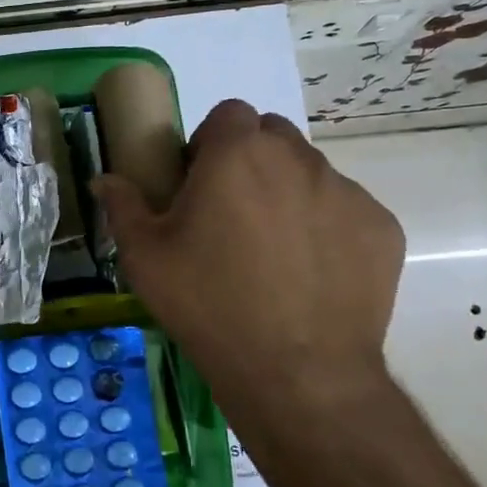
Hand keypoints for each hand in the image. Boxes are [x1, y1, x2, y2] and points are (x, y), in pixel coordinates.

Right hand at [95, 100, 404, 424]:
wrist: (296, 373)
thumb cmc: (208, 305)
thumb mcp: (145, 258)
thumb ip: (123, 207)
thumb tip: (104, 179)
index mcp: (237, 154)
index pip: (229, 113)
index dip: (211, 141)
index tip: (199, 182)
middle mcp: (298, 159)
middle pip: (272, 137)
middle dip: (250, 160)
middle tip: (232, 214)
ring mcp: (347, 193)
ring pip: (311, 173)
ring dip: (288, 194)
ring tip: (273, 253)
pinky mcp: (381, 229)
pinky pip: (346, 212)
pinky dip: (327, 230)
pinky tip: (311, 276)